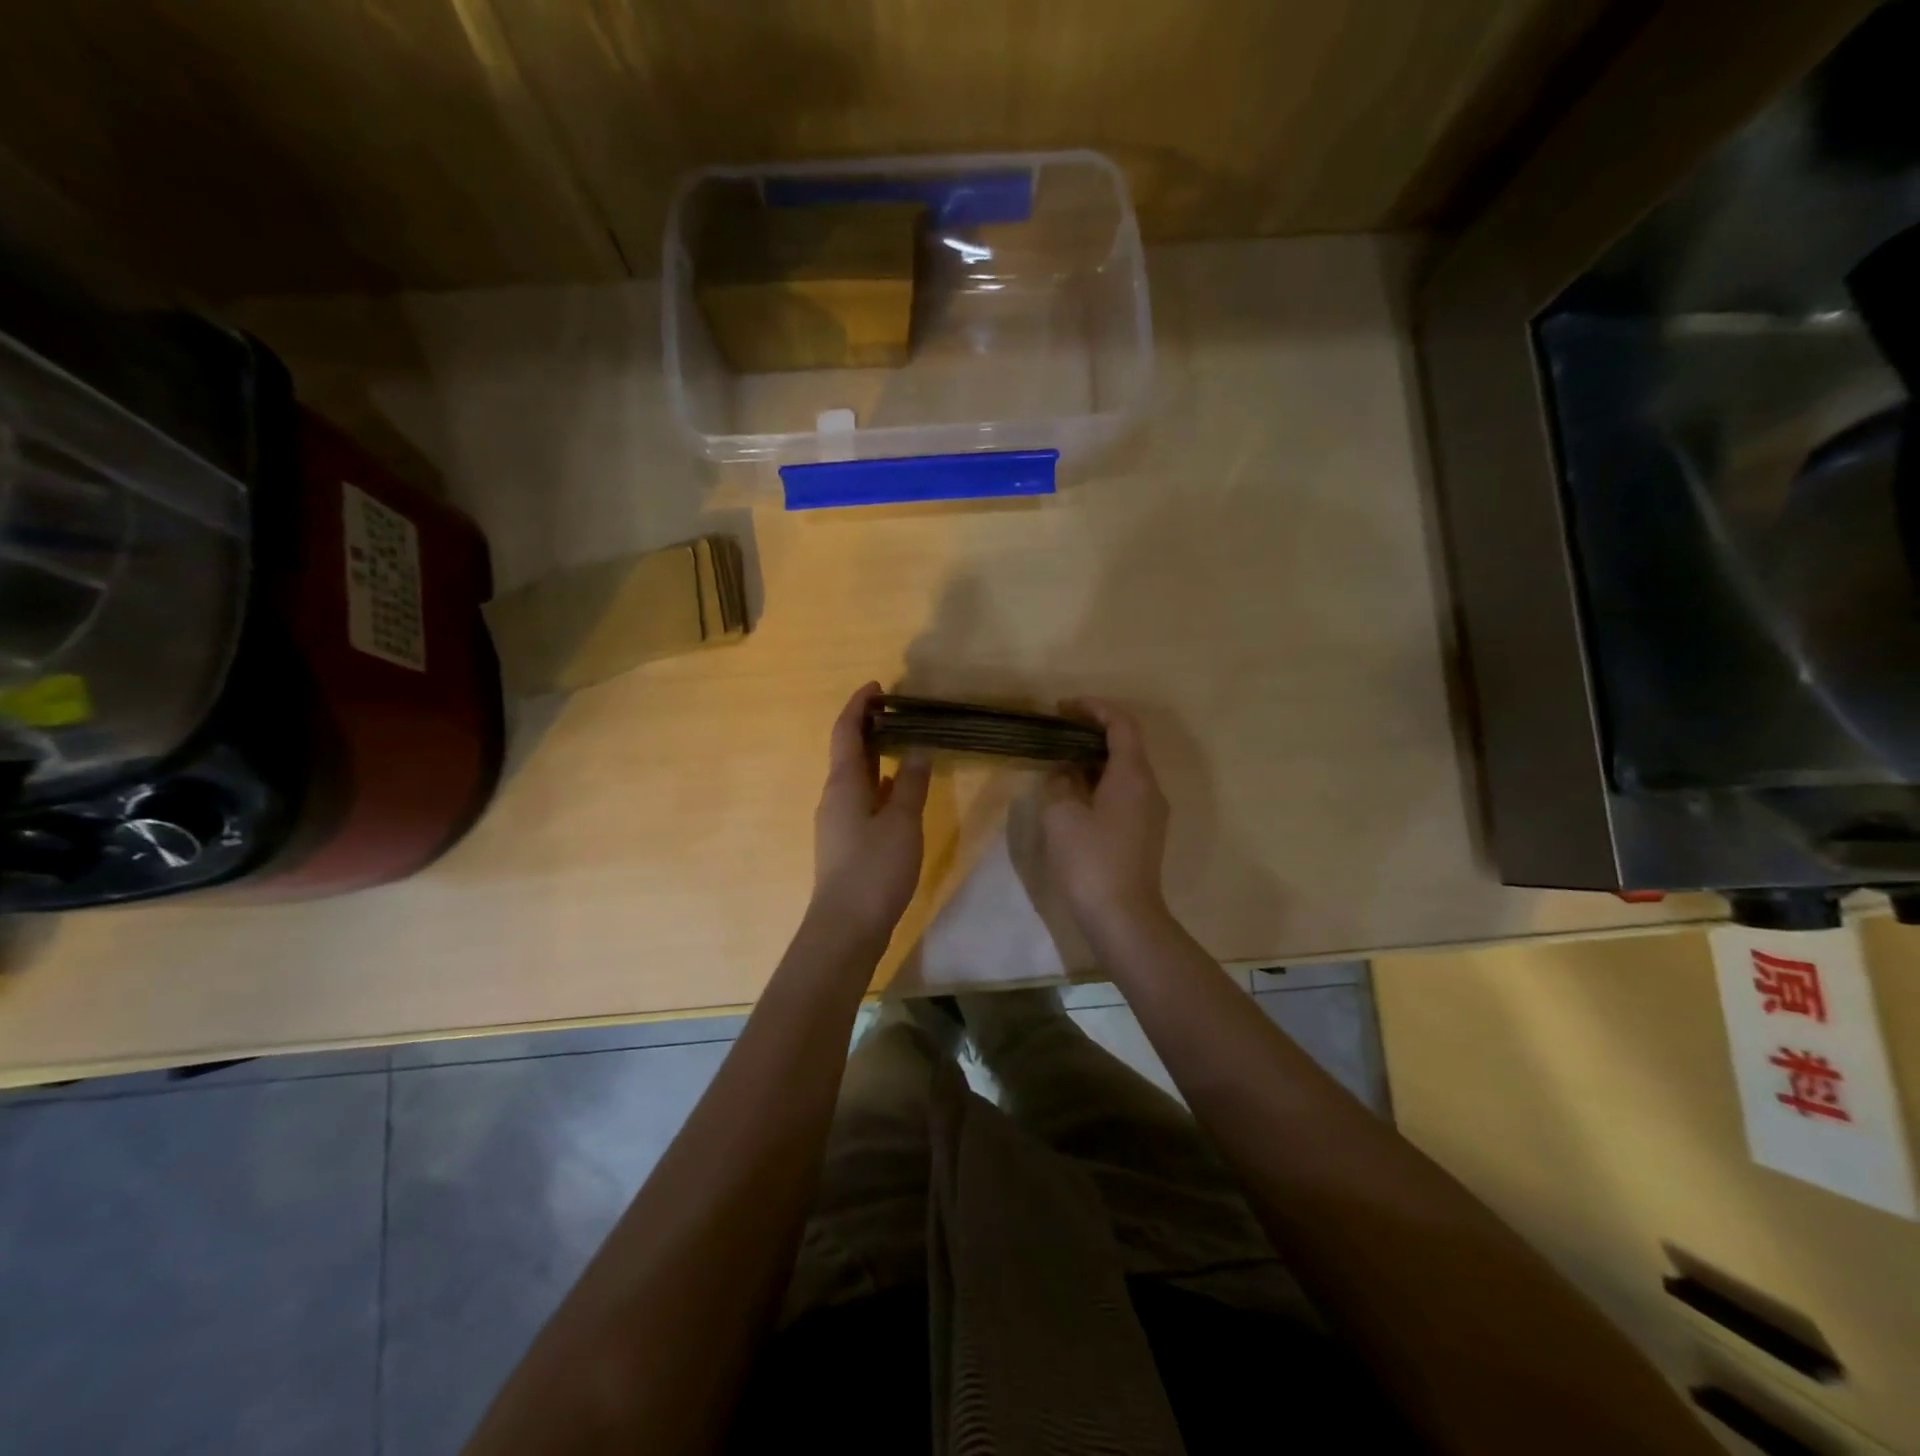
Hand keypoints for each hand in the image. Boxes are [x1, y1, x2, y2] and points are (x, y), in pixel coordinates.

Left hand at [812, 683, 930, 935]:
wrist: (846, 926)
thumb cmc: (875, 868)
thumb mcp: (902, 822)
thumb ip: (911, 783)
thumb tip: (916, 749)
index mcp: (844, 783)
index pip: (846, 731)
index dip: (859, 706)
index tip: (878, 687)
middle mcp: (834, 796)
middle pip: (848, 752)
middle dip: (869, 728)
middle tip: (898, 713)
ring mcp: (837, 821)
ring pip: (855, 778)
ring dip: (874, 757)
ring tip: (903, 746)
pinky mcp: (845, 843)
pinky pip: (861, 800)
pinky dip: (878, 786)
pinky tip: (898, 793)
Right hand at [1040, 700, 1171, 937]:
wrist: (1123, 918)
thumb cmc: (1090, 861)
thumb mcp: (1061, 815)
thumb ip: (1060, 782)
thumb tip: (1065, 771)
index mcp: (1133, 775)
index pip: (1121, 724)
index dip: (1094, 708)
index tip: (1063, 707)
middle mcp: (1149, 788)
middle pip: (1126, 745)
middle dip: (1092, 733)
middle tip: (1057, 732)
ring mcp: (1151, 812)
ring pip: (1124, 771)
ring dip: (1094, 760)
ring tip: (1060, 761)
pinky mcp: (1144, 833)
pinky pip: (1124, 793)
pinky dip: (1100, 783)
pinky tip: (1075, 795)